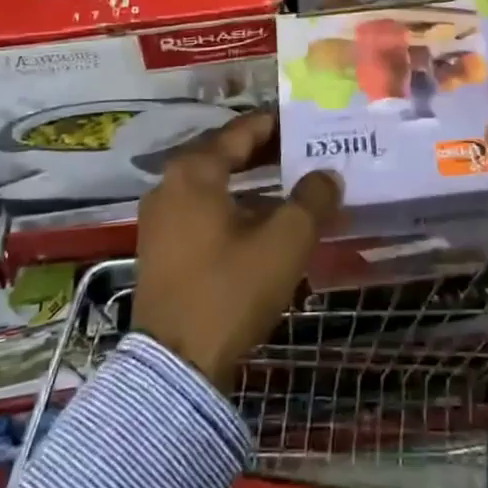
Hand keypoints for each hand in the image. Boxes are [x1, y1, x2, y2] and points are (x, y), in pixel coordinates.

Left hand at [133, 110, 341, 392]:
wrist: (176, 366)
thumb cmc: (230, 290)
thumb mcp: (285, 241)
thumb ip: (312, 199)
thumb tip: (327, 176)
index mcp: (194, 172)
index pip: (242, 130)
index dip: (278, 123)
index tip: (309, 122)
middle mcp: (170, 185)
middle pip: (226, 154)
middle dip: (268, 152)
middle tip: (307, 151)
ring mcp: (161, 219)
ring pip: (216, 184)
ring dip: (253, 182)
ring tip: (294, 185)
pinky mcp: (162, 249)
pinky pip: (205, 210)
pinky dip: (236, 206)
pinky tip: (266, 222)